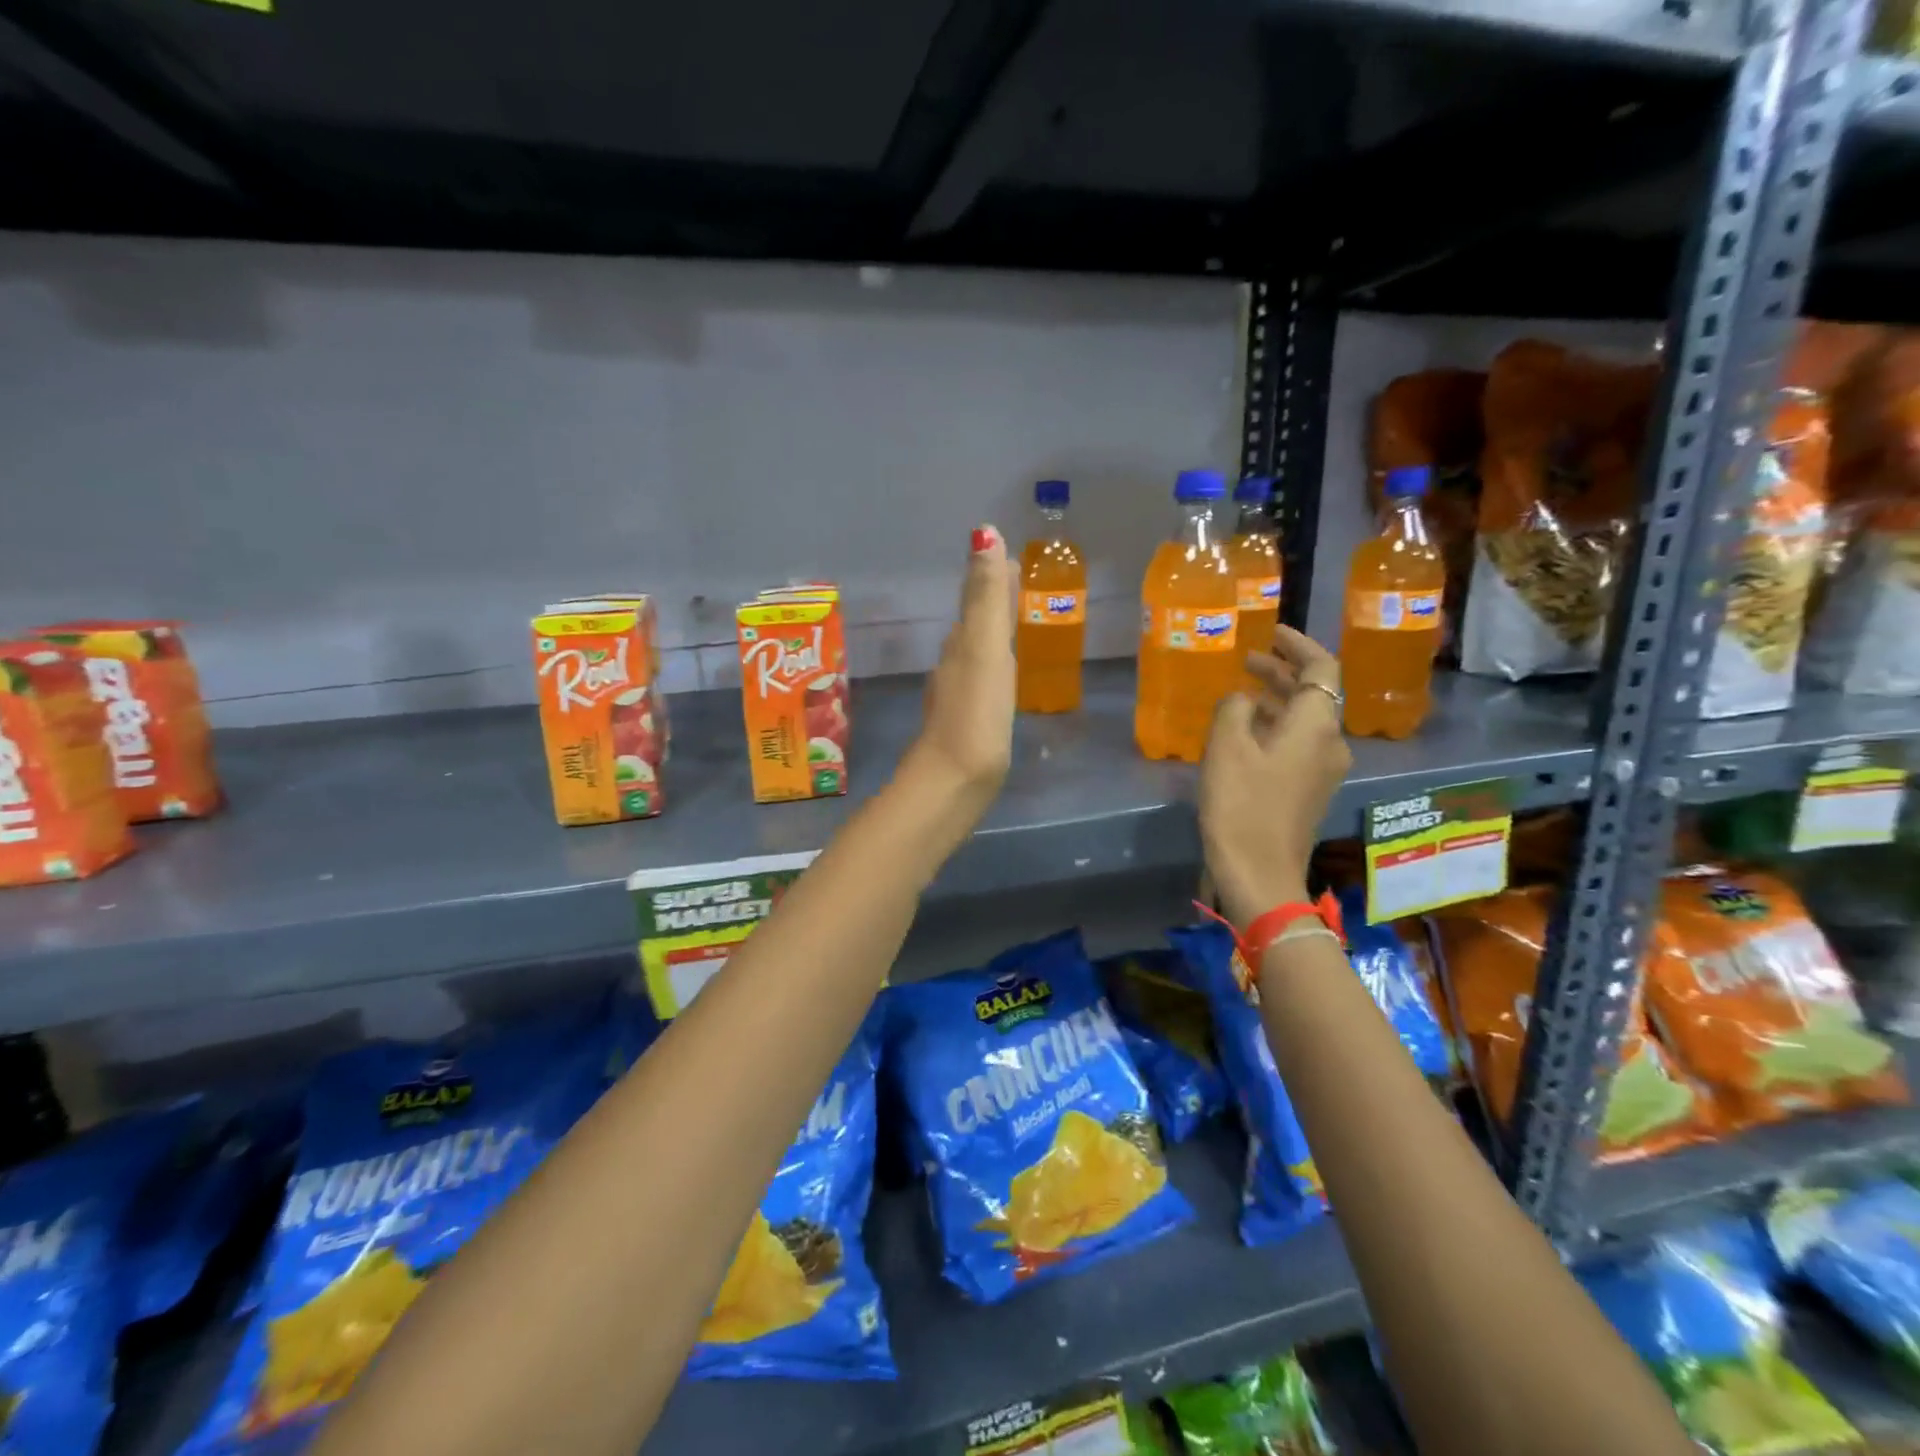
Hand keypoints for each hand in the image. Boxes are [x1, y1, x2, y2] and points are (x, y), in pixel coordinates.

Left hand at [901, 525, 1015, 809]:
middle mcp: (955, 665)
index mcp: (962, 644)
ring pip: (975, 653)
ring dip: (991, 634)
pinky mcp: (967, 726)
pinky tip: (999, 680)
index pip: (978, 600)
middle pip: (975, 623)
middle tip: (1015, 582)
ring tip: (1011, 624)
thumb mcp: (984, 649)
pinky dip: (992, 668)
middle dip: (992, 601)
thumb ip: (985, 597)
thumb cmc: (975, 715)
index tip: (1009, 557)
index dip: (992, 577)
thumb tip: (983, 533)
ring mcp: (958, 697)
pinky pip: (981, 683)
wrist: (951, 782)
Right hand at [1200, 625, 1351, 930]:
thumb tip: (1243, 700)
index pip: (1322, 668)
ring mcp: (1325, 770)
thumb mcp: (1226, 746)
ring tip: (1243, 692)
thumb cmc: (1242, 804)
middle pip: (1316, 694)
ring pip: (1306, 720)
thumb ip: (1234, 708)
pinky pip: (1300, 743)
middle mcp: (1331, 742)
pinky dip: (1277, 726)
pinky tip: (1248, 731)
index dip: (1298, 646)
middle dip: (1283, 672)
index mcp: (1317, 725)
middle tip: (1248, 660)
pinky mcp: (1311, 791)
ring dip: (1278, 700)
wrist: (1260, 872)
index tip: (1272, 632)